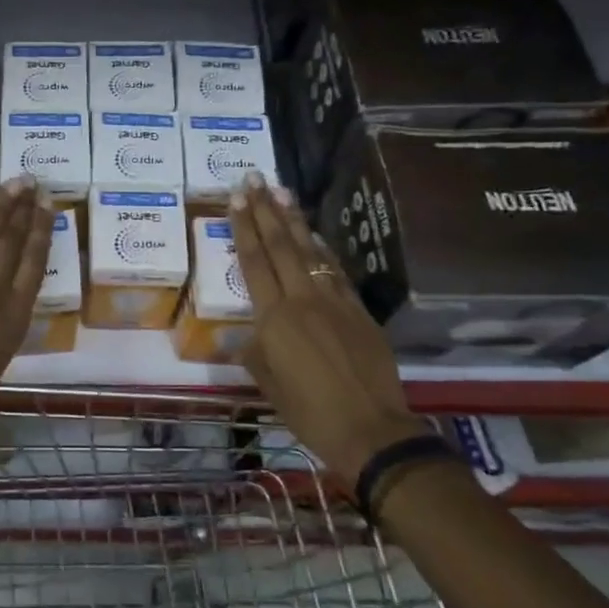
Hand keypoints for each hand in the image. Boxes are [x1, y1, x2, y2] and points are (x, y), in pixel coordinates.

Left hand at [0, 177, 54, 435]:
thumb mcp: (2, 355)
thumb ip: (4, 321)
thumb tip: (4, 296)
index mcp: (17, 315)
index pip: (34, 261)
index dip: (41, 229)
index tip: (47, 204)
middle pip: (12, 241)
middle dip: (22, 208)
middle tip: (30, 180)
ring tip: (11, 183)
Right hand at [228, 176, 424, 480]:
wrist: (371, 430)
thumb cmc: (309, 412)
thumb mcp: (267, 383)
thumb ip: (254, 350)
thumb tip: (245, 332)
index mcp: (274, 317)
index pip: (254, 261)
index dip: (244, 226)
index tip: (237, 197)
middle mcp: (302, 299)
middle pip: (280, 245)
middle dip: (265, 209)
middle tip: (254, 177)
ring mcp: (334, 301)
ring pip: (309, 251)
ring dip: (293, 219)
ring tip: (281, 190)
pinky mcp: (358, 310)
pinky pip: (334, 270)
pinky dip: (321, 248)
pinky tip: (313, 234)